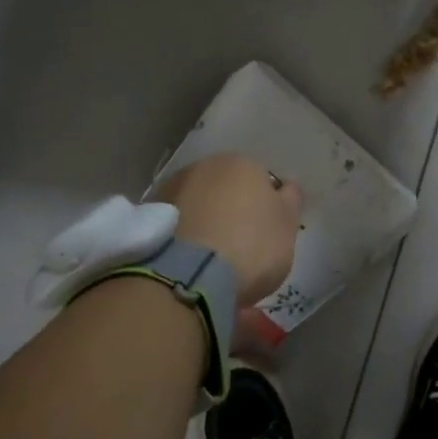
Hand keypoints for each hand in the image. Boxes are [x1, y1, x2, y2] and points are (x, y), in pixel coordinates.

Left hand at [156, 154, 302, 305]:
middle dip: (232, 211)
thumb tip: (287, 186)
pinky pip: (176, 224)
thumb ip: (290, 201)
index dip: (266, 209)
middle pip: (226, 189)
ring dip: (205, 223)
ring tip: (210, 260)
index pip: (261, 181)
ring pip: (198, 205)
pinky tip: (189, 263)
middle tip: (239, 247)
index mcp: (243, 164)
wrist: (190, 274)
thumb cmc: (251, 246)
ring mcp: (172, 188)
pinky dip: (183, 237)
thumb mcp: (287, 227)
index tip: (266, 236)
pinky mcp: (147, 216)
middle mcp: (204, 166)